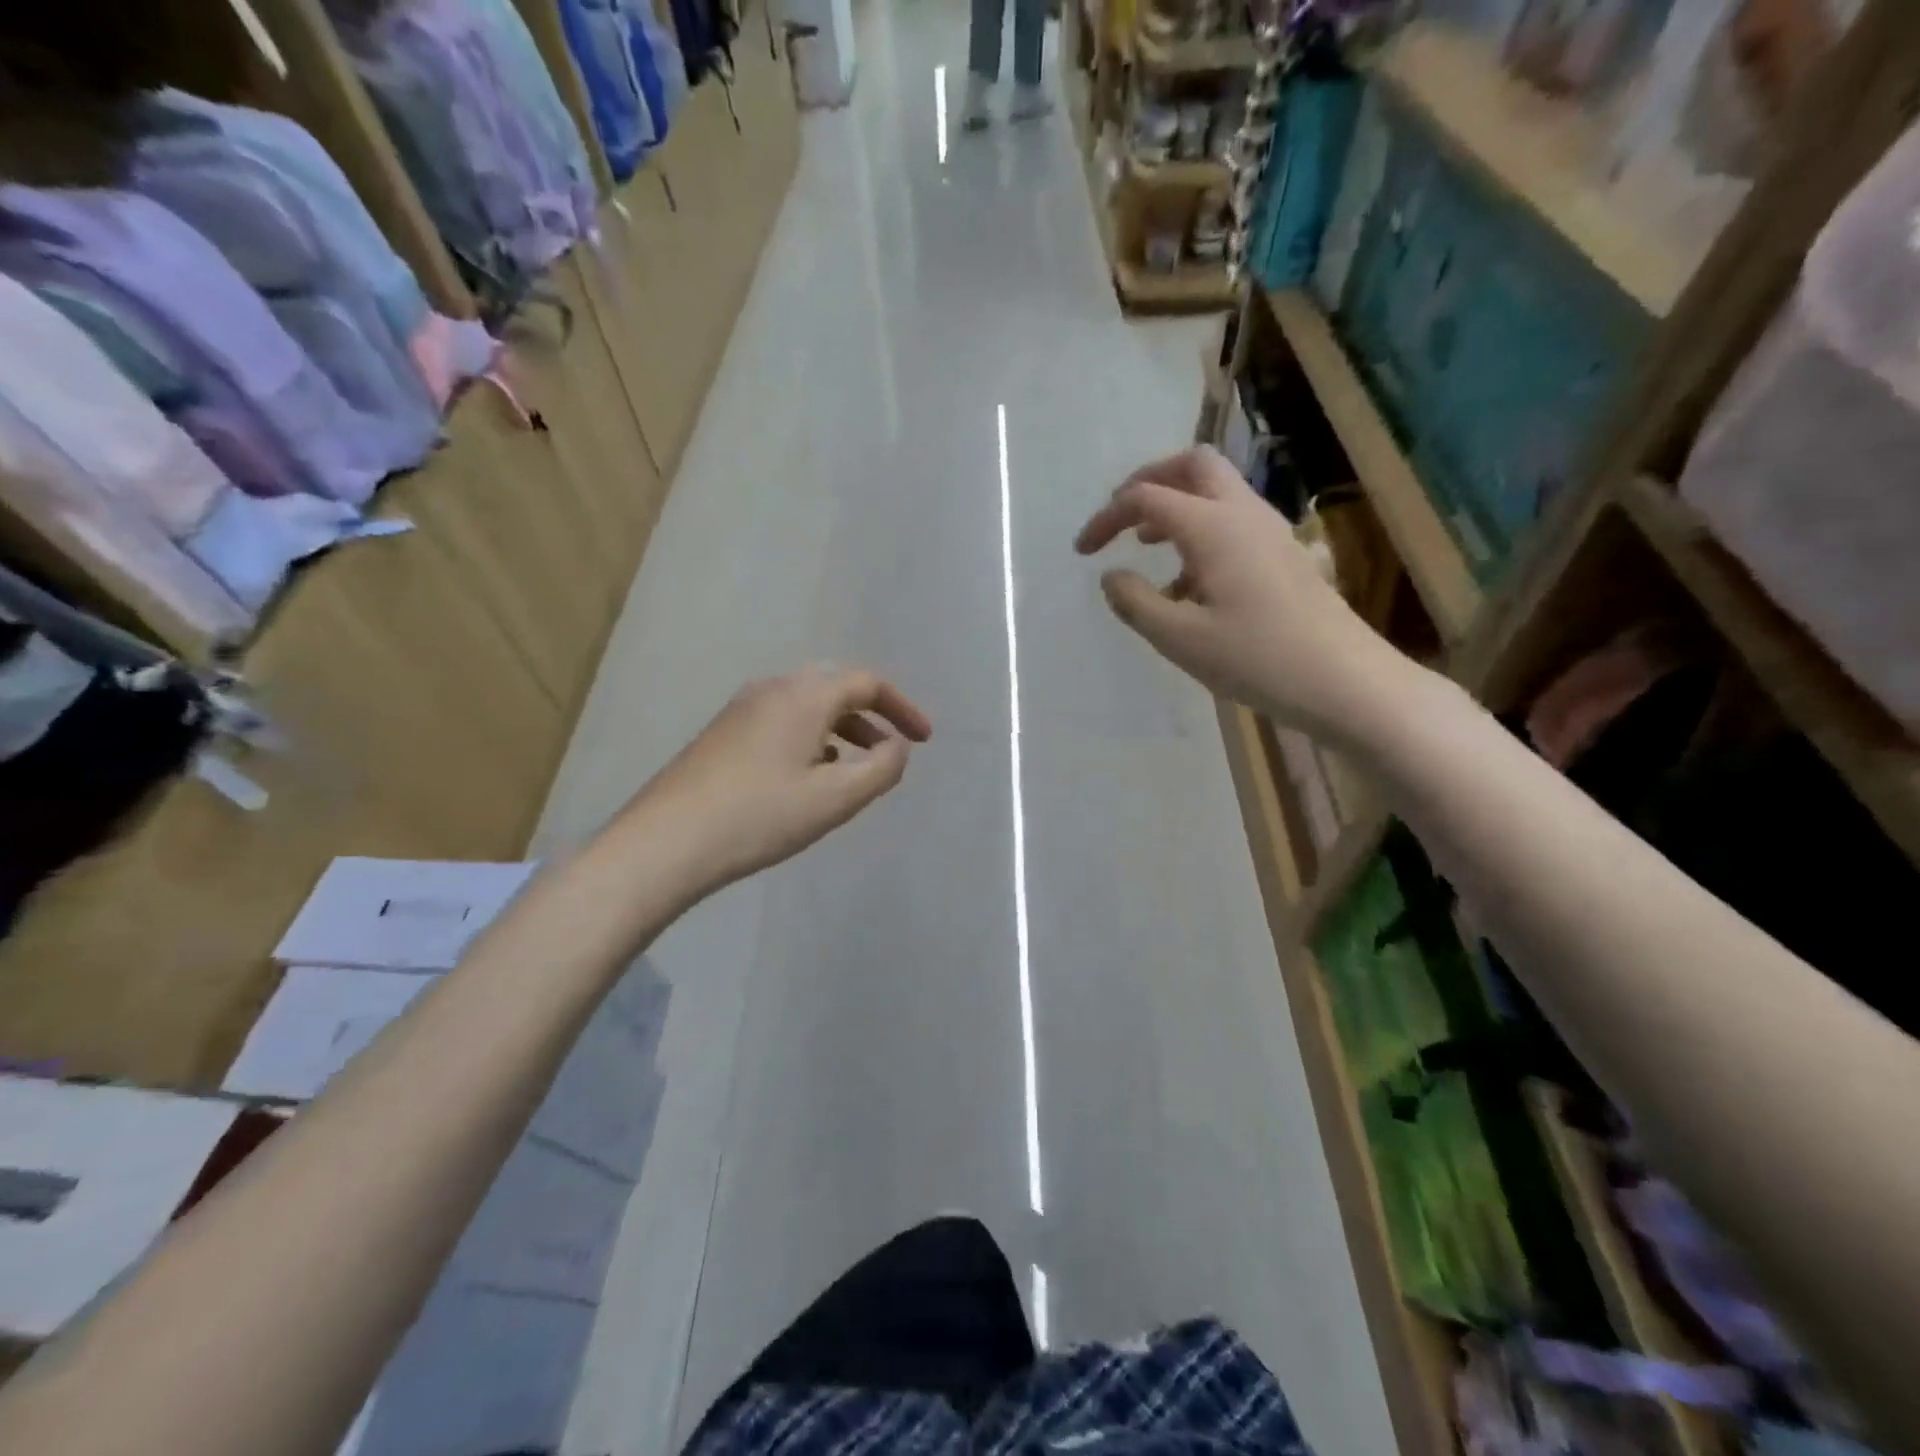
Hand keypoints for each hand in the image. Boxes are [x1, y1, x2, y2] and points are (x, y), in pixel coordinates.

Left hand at [632, 665, 932, 899]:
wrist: (666, 841)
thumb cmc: (760, 815)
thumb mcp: (836, 798)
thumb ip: (881, 768)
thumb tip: (895, 747)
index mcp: (804, 695)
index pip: (867, 683)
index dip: (903, 708)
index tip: (925, 740)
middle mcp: (772, 689)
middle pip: (835, 689)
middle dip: (871, 718)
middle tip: (891, 751)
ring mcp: (741, 709)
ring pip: (806, 707)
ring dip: (840, 730)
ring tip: (854, 768)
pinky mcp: (722, 734)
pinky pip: (781, 722)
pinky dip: (810, 739)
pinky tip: (806, 775)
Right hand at [1075, 446, 1415, 743]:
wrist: (1345, 681)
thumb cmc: (1257, 660)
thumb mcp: (1180, 639)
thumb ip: (1135, 602)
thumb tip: (1111, 576)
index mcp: (1213, 527)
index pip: (1146, 497)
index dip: (1106, 518)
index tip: (1082, 552)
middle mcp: (1243, 513)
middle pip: (1191, 466)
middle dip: (1148, 482)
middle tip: (1121, 518)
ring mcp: (1270, 531)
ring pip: (1215, 491)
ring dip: (1175, 508)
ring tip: (1147, 550)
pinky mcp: (1284, 554)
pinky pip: (1233, 521)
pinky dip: (1200, 532)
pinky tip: (1189, 585)